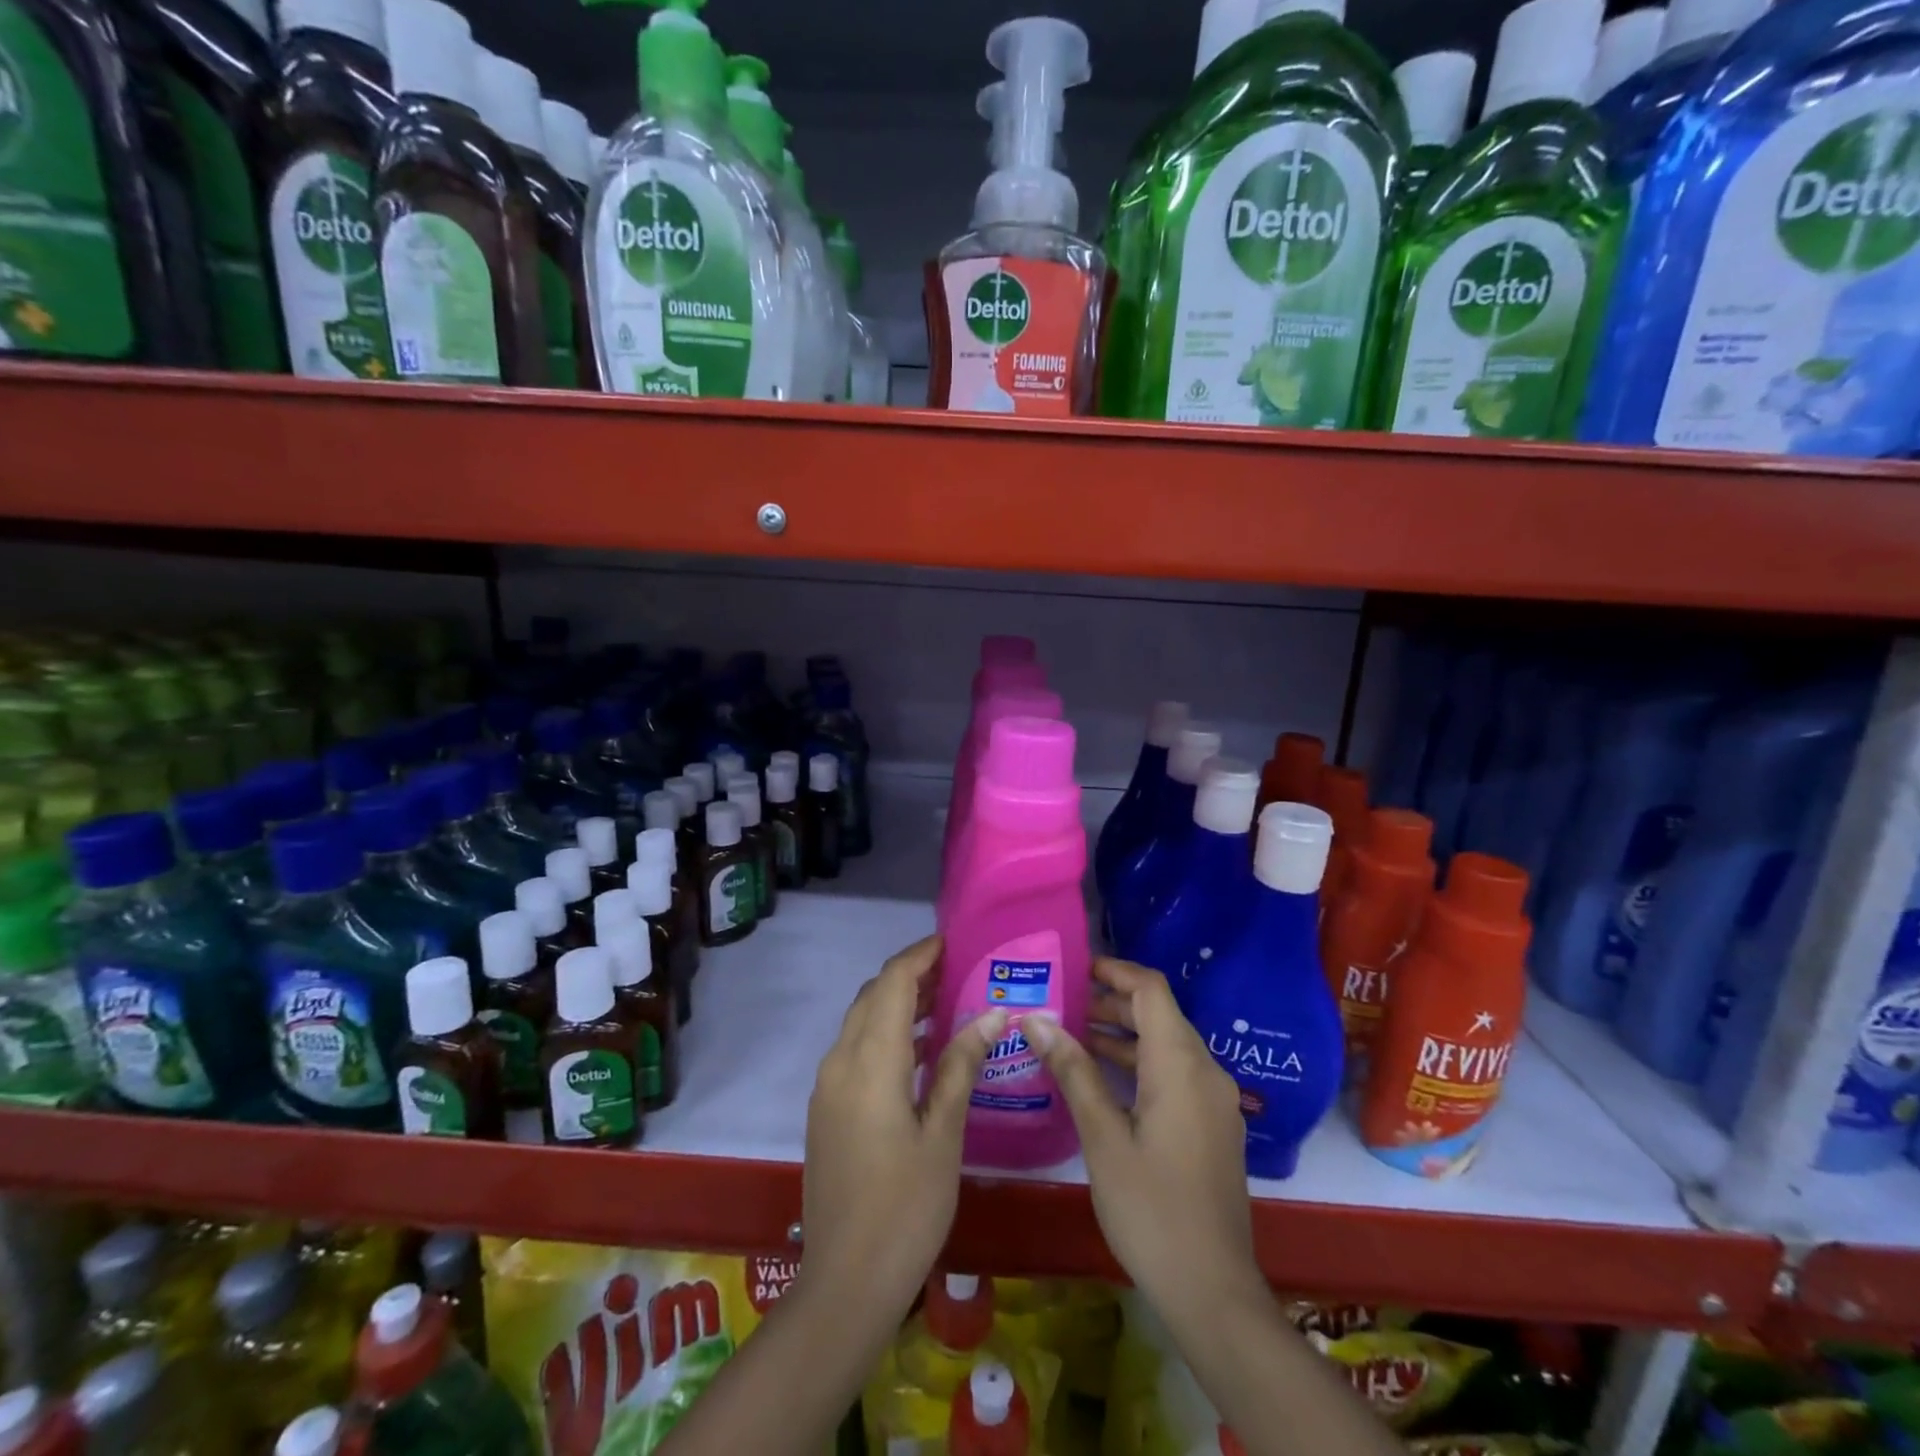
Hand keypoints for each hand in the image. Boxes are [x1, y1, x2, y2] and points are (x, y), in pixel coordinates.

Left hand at [799, 935, 1006, 1314]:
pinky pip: (856, 1050)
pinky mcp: (827, 1109)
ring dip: (898, 1004)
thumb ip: (962, 1065)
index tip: (953, 941)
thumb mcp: (944, 1134)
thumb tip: (992, 1013)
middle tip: (957, 970)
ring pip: (862, 1022)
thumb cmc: (905, 1207)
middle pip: (874, 996)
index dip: (920, 955)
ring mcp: (828, 1087)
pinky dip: (886, 1035)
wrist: (844, 1282)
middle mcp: (841, 1062)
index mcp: (871, 1061)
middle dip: (911, 975)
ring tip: (946, 1002)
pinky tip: (921, 1053)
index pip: (893, 983)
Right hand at [1024, 957, 1254, 1304]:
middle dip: (1112, 1003)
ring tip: (1072, 1035)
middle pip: (1160, 1014)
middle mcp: (1206, 1071)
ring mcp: (1215, 1100)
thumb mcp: (1103, 1136)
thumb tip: (1037, 1019)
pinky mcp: (1214, 1125)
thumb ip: (1073, 1070)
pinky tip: (1103, 1080)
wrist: (1213, 1290)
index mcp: (1181, 1064)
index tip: (1076, 968)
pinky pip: (1176, 1073)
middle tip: (1063, 1002)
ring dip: (1124, 1035)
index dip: (1115, 971)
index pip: (1151, 990)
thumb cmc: (1151, 1208)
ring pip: (1167, 1045)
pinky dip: (1141, 1063)